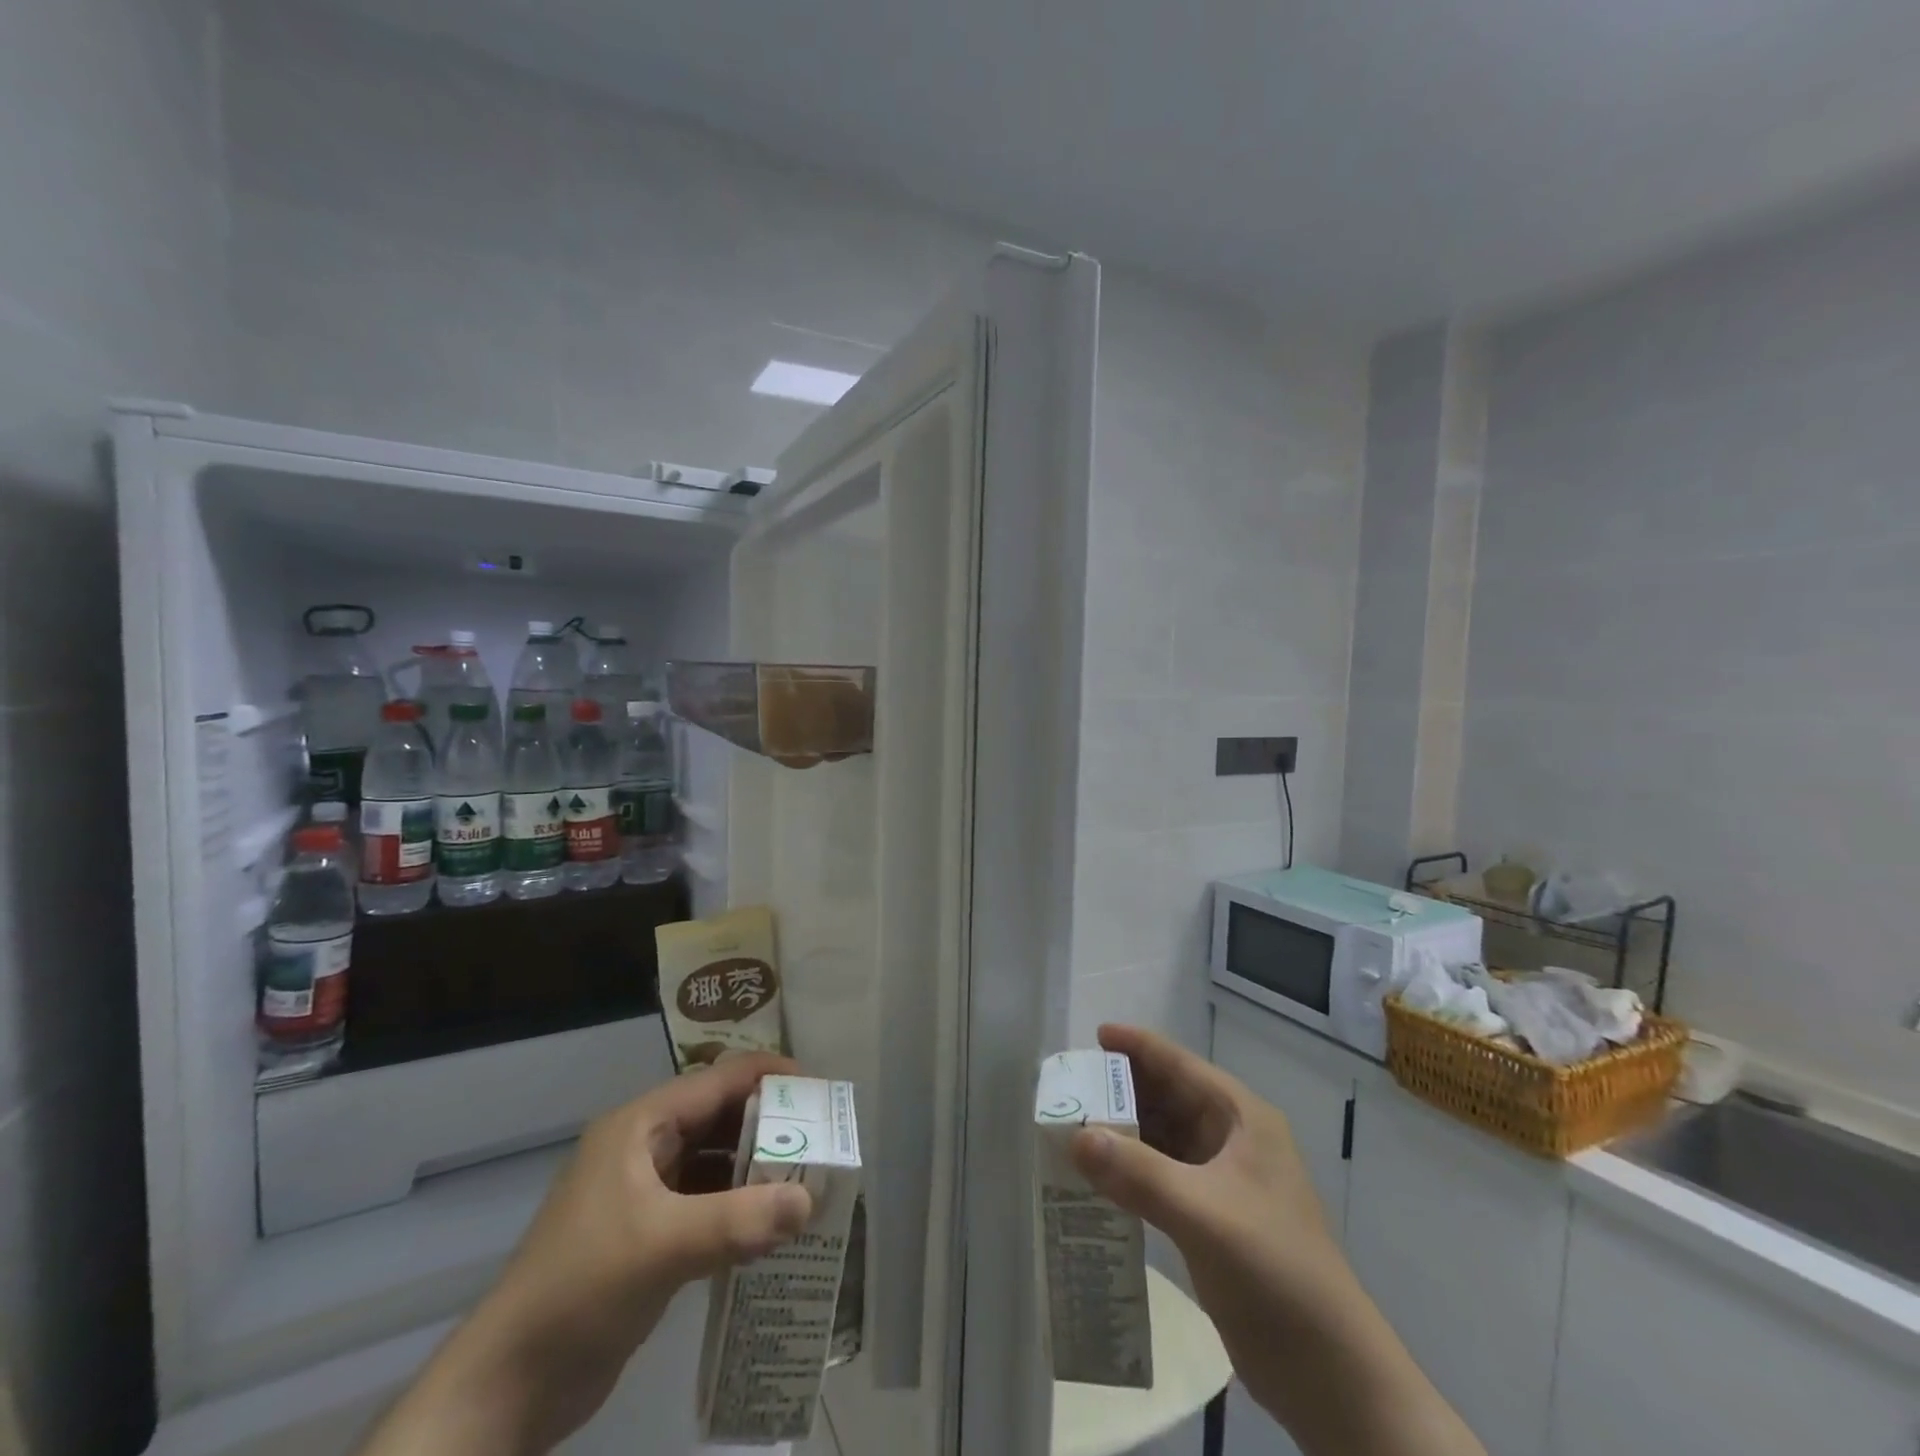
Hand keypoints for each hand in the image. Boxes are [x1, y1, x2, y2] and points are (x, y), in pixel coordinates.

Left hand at [358, 1054, 811, 1455]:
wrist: (508, 1386)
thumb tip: (810, 1201)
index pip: (718, 1080)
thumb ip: (739, 1220)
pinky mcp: (648, 1234)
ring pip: (715, 1161)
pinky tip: (772, 1226)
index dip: (769, 1077)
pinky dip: (739, 1207)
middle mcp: (644, 1146)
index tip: (819, 1092)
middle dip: (770, 1126)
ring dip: (757, 1169)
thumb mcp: (663, 1246)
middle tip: (821, 1141)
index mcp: (640, 1125)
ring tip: (808, 1181)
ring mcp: (645, 1192)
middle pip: (720, 1117)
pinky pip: (707, 1203)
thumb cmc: (581, 1289)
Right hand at [1067, 1025, 1344, 1377]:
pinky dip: (1130, 1172)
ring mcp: (1223, 1180)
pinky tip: (1097, 1178)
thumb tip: (1075, 1136)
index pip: (1181, 1065)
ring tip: (1073, 1127)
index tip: (1093, 1035)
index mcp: (1241, 1119)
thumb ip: (1138, 1172)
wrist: (1330, 1373)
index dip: (1139, 1046)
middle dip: (1122, 1091)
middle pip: (1168, 1098)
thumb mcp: (1204, 1214)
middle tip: (1071, 1089)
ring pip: (1162, 1138)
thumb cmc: (1275, 1271)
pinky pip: (1161, 1176)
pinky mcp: (1212, 1218)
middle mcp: (1232, 1139)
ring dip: (1123, 1133)